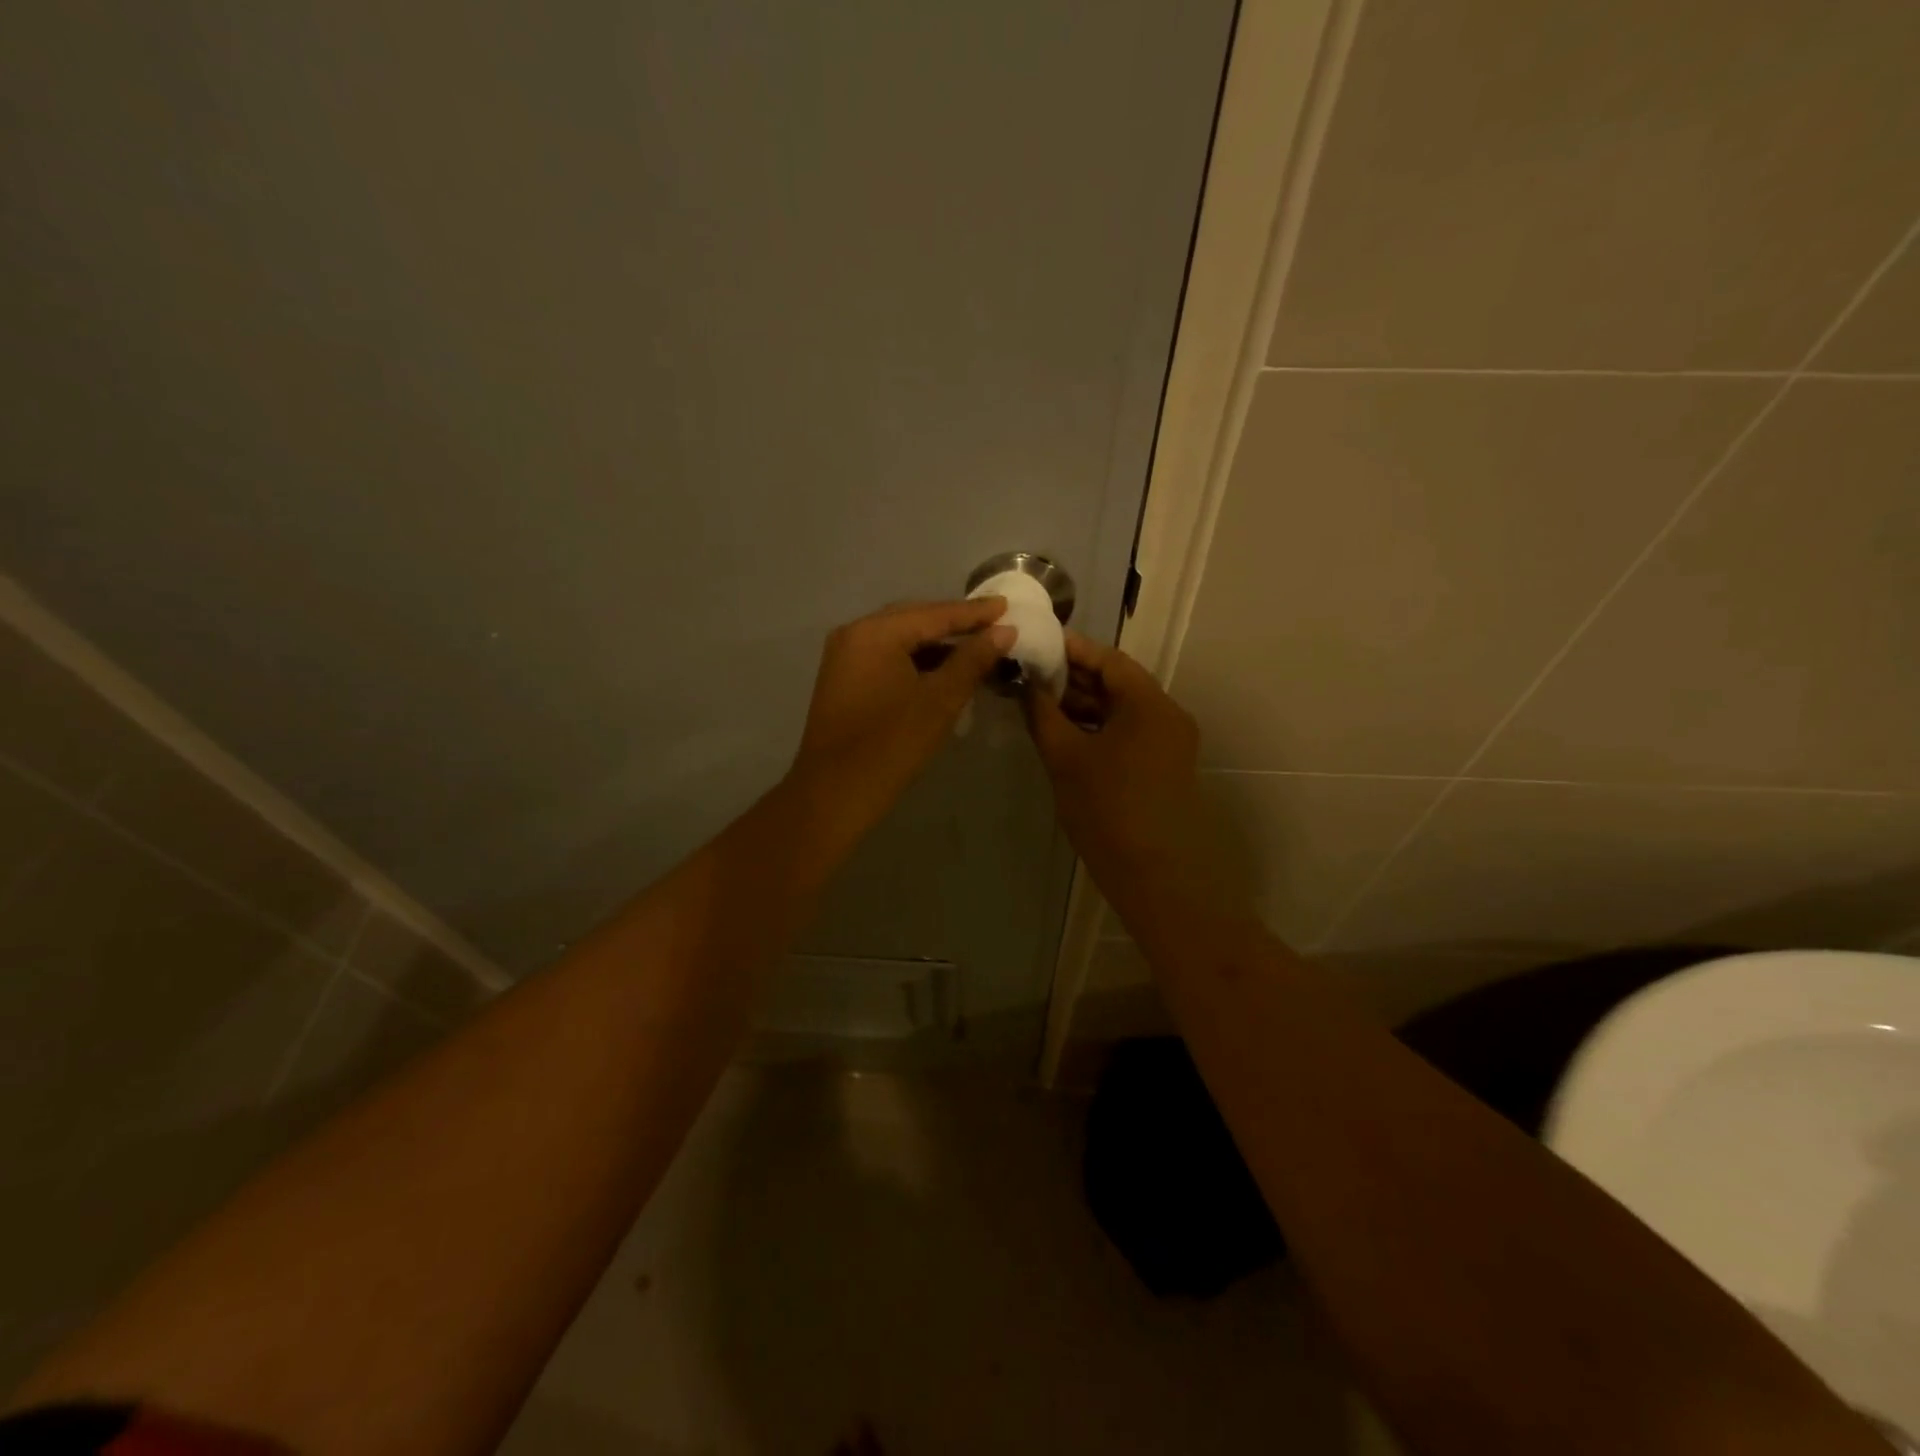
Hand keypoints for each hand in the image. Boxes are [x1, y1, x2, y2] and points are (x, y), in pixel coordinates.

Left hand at [790, 597, 1012, 830]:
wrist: (834, 794)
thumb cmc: (891, 745)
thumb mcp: (940, 701)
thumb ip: (972, 660)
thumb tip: (1004, 631)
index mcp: (875, 632)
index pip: (934, 613)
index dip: (974, 613)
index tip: (1008, 606)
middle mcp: (855, 633)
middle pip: (914, 619)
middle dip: (954, 623)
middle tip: (995, 624)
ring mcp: (844, 656)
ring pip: (899, 639)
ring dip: (936, 643)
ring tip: (976, 646)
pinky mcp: (843, 679)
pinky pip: (886, 656)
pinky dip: (915, 659)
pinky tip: (942, 669)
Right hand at [1023, 632, 1203, 876]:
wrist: (1156, 876)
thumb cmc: (1108, 810)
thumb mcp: (1066, 758)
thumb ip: (1043, 715)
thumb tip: (1026, 685)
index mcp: (1149, 703)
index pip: (1108, 660)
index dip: (1071, 650)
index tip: (1036, 645)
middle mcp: (1166, 715)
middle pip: (1116, 683)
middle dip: (1073, 679)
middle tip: (1029, 676)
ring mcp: (1168, 743)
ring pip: (1120, 711)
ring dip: (1083, 706)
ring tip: (1038, 704)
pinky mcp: (1162, 767)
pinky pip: (1126, 734)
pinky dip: (1096, 729)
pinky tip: (1062, 734)